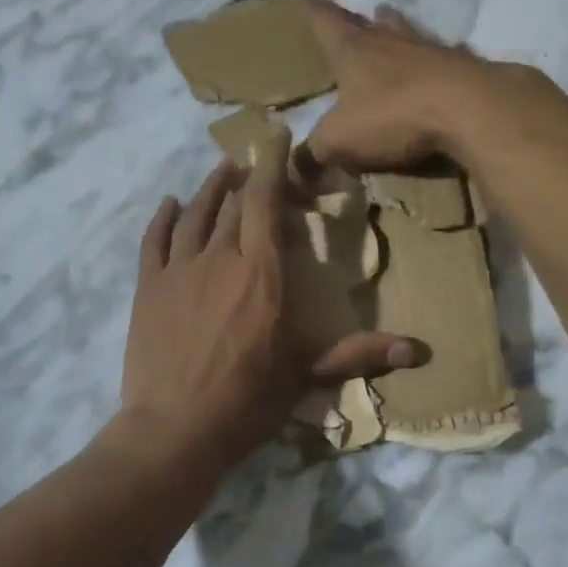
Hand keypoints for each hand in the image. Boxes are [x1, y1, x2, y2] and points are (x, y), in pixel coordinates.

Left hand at [116, 138, 418, 476]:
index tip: (275, 136)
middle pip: (234, 203)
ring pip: (195, 214)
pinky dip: (163, 218)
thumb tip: (420, 350)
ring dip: (210, 189)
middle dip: (247, 177)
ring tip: (222, 171)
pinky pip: (153, 241)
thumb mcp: (307, 376)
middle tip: (255, 164)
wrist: (174, 430)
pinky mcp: (147, 288)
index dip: (272, 164)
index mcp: (262, 273)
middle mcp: (220, 258)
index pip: (267, 202)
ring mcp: (178, 270)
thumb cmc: (247, 403)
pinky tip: (170, 203)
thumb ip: (359, 354)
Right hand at [302, 1, 525, 174]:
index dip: (311, 9)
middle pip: (366, 21)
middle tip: (346, 16)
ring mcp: (428, 48)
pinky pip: (438, 56)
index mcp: (352, 49)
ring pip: (404, 31)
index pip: (324, 19)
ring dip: (393, 28)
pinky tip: (433, 64)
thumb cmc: (393, 115)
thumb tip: (300, 167)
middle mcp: (388, 39)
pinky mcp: (461, 65)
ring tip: (387, 23)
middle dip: (352, 19)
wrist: (469, 108)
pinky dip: (429, 59)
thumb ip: (315, 152)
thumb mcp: (340, 140)